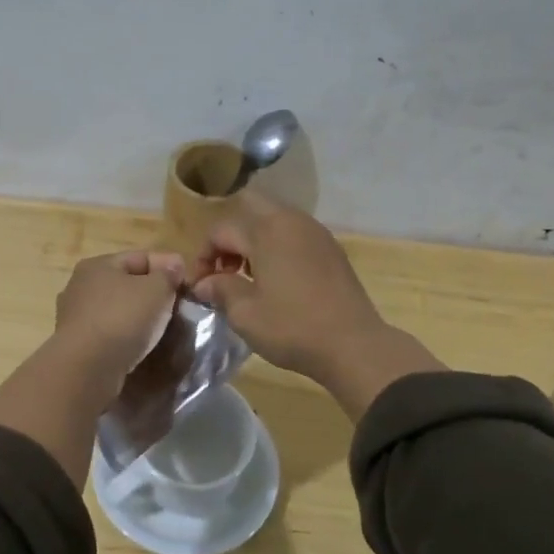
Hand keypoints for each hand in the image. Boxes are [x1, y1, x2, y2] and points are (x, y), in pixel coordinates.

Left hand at [52, 250, 187, 391]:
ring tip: (162, 328)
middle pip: (127, 283)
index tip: (188, 283)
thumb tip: (173, 265)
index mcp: (98, 265)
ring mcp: (75, 317)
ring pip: (117, 309)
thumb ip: (168, 274)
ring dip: (139, 316)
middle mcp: (81, 286)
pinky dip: (126, 336)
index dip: (167, 267)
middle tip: (177, 306)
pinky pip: (109, 333)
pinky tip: (140, 345)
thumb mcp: (156, 289)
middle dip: (153, 293)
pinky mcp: (77, 344)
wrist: (87, 368)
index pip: (141, 258)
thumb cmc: (123, 318)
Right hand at [190, 192, 442, 417]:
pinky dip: (277, 246)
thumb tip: (204, 284)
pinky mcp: (331, 248)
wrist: (354, 345)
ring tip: (247, 277)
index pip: (221, 230)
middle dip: (229, 236)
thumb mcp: (246, 314)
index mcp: (266, 230)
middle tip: (224, 270)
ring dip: (253, 240)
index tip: (200, 287)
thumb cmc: (293, 327)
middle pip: (249, 208)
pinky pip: (294, 234)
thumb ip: (220, 290)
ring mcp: (315, 232)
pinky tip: (276, 280)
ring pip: (273, 219)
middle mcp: (291, 220)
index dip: (203, 257)